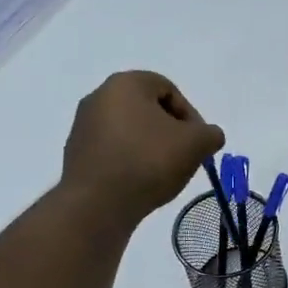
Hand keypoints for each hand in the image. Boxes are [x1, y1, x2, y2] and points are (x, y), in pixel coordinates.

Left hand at [62, 71, 224, 218]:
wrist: (97, 203)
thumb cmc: (148, 162)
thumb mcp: (195, 144)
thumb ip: (210, 134)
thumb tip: (208, 136)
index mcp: (126, 84)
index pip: (168, 89)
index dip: (191, 115)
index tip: (198, 142)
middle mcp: (99, 96)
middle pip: (147, 109)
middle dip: (170, 132)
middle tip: (184, 156)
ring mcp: (83, 125)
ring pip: (130, 130)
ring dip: (150, 147)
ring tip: (163, 173)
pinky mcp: (76, 153)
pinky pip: (113, 150)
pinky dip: (130, 160)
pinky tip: (140, 182)